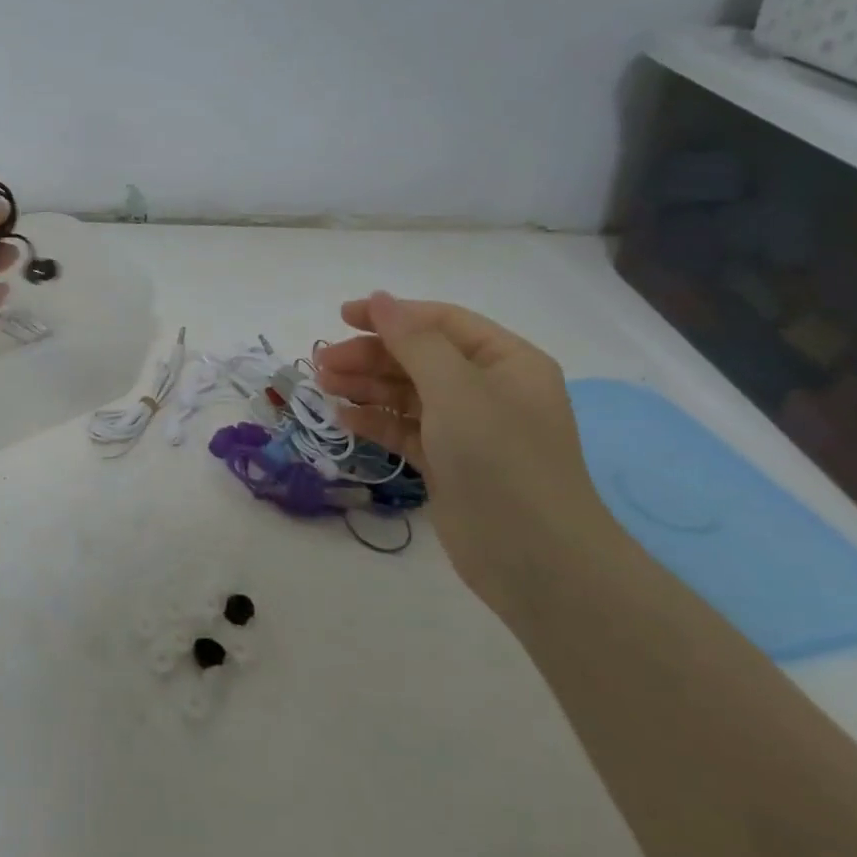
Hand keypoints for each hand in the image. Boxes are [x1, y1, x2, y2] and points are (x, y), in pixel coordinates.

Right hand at [313, 293, 621, 614]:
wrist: (534, 558)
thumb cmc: (500, 459)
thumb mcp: (456, 389)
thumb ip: (414, 341)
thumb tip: (380, 298)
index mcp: (505, 361)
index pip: (441, 323)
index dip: (391, 315)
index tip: (341, 316)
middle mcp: (488, 389)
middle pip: (419, 357)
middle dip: (371, 356)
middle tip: (323, 363)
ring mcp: (468, 428)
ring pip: (407, 394)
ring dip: (366, 387)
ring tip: (324, 387)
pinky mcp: (448, 463)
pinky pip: (405, 429)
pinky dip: (375, 421)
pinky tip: (343, 418)